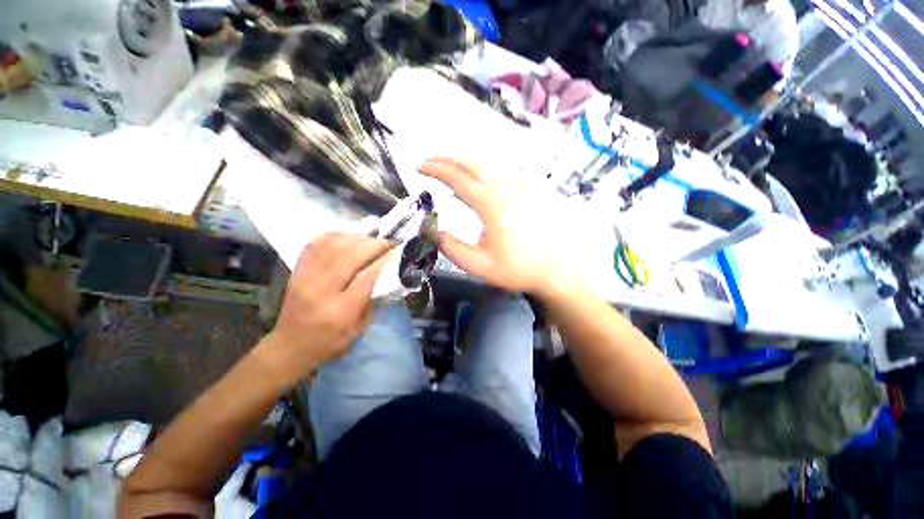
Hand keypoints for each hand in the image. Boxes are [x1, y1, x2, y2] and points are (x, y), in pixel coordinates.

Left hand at [259, 233, 393, 382]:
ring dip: (357, 238)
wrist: (290, 347)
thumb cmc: (330, 343)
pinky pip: (316, 244)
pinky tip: (349, 239)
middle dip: (374, 245)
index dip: (385, 259)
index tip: (398, 251)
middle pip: (350, 255)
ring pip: (333, 245)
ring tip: (371, 240)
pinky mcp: (296, 270)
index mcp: (340, 310)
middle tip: (388, 243)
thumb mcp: (359, 329)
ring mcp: (305, 277)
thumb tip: (388, 273)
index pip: (367, 276)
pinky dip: (336, 236)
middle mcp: (321, 290)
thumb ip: (373, 300)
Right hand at [421, 158, 575, 296]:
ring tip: (452, 168)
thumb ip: (452, 249)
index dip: (436, 170)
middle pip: (472, 162)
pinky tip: (483, 175)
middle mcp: (507, 187)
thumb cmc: (520, 268)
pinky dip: (487, 167)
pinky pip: (506, 167)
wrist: (559, 267)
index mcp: (491, 204)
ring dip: (466, 161)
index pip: (457, 178)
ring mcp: (523, 184)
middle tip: (431, 164)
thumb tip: (434, 232)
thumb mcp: (480, 266)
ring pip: (490, 161)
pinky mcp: (534, 187)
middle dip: (448, 159)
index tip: (420, 168)